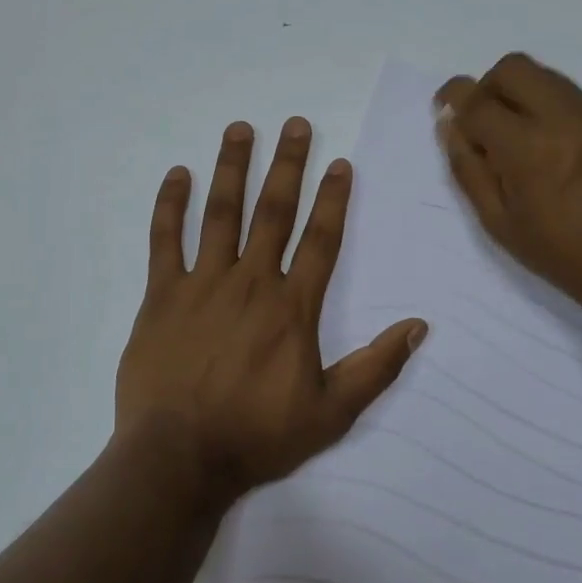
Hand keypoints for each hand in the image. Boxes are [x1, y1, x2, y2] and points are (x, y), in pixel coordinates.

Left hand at [115, 118, 427, 505]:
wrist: (179, 458)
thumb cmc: (257, 436)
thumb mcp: (331, 413)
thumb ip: (376, 367)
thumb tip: (419, 325)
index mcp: (292, 308)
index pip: (321, 240)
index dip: (333, 199)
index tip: (340, 163)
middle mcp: (250, 283)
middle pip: (273, 212)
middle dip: (287, 165)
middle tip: (295, 124)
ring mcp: (202, 285)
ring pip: (220, 214)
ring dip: (232, 169)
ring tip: (240, 129)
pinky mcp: (162, 296)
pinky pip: (165, 241)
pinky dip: (170, 206)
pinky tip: (176, 174)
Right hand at [435, 53, 581, 322]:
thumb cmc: (562, 254)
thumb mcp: (499, 222)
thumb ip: (468, 169)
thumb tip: (450, 125)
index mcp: (528, 148)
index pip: (478, 101)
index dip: (453, 99)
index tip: (443, 108)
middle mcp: (562, 117)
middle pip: (512, 68)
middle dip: (486, 87)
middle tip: (481, 123)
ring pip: (542, 74)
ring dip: (516, 93)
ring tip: (514, 137)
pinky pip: (565, 92)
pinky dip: (543, 104)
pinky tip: (546, 145)